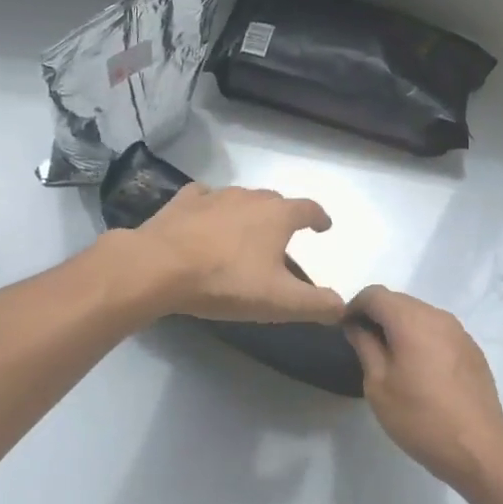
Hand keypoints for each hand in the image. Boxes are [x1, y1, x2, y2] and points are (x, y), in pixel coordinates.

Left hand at [118, 183, 346, 324]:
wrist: (160, 267)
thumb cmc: (226, 281)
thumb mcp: (279, 301)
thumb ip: (316, 305)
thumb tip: (342, 307)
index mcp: (277, 216)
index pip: (308, 209)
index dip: (319, 218)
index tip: (323, 226)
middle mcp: (249, 198)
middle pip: (274, 201)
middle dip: (283, 216)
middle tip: (282, 237)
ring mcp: (214, 196)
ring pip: (240, 199)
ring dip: (248, 212)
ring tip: (245, 232)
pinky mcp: (183, 202)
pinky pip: (204, 198)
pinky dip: (211, 207)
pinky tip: (205, 219)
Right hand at [343, 286, 502, 490]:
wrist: (478, 448)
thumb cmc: (420, 418)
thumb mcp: (379, 385)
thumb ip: (365, 346)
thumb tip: (356, 325)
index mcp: (411, 320)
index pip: (375, 294)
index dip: (354, 306)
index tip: (345, 330)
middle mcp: (438, 316)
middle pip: (399, 301)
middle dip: (377, 315)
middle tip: (364, 345)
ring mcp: (459, 331)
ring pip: (421, 314)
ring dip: (401, 326)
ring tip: (391, 358)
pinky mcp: (472, 349)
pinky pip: (439, 331)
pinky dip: (422, 338)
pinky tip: (421, 370)